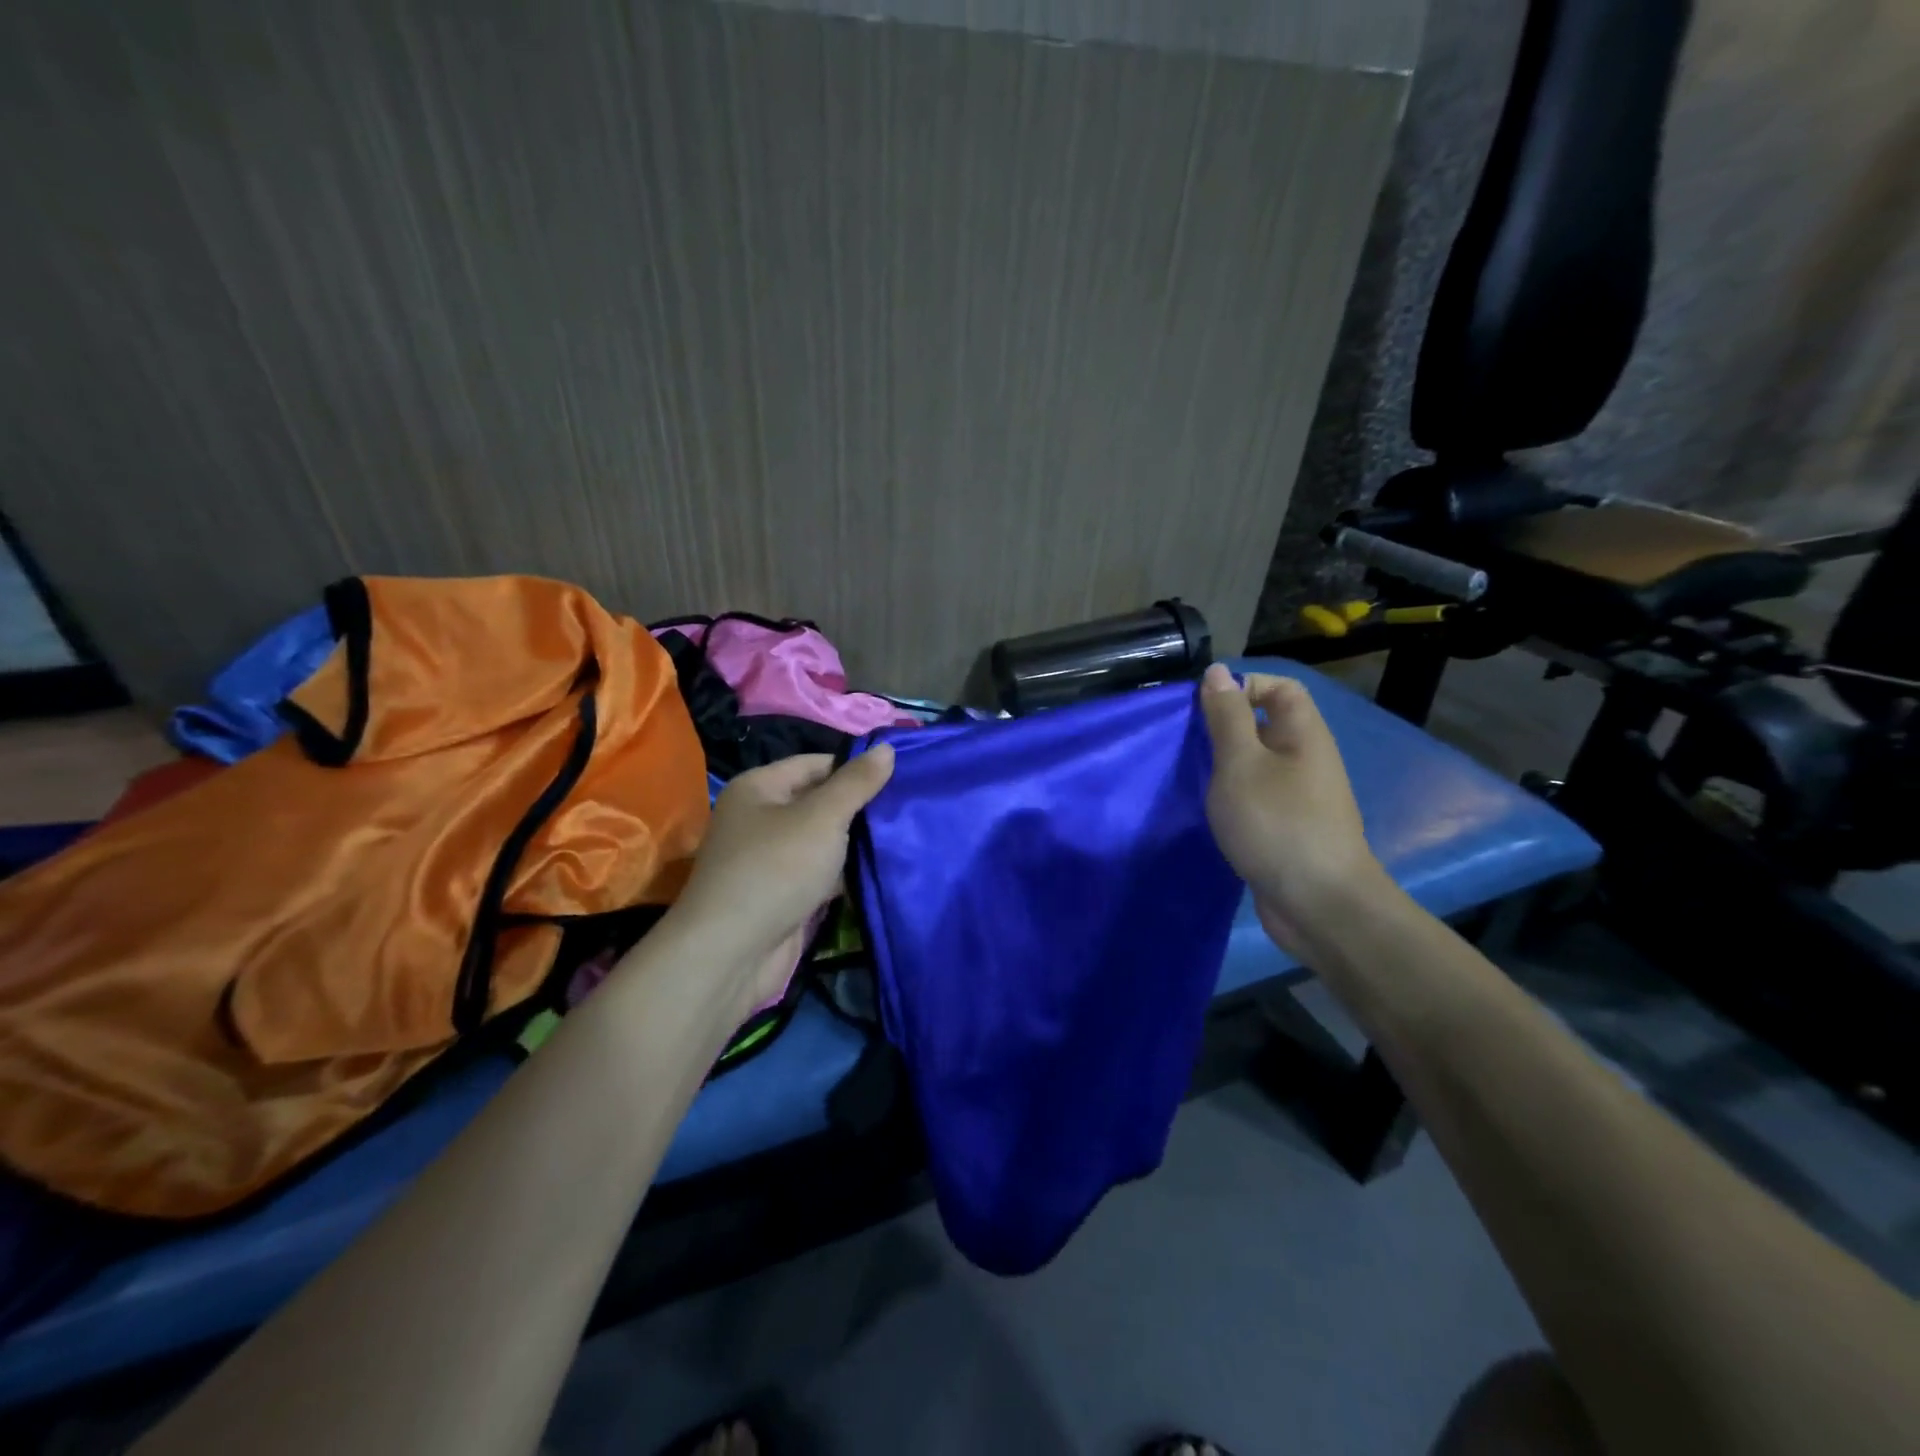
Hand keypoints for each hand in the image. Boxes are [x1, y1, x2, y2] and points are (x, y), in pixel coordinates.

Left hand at [668, 746, 895, 1009]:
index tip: (901, 776)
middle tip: (909, 806)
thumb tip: (887, 747)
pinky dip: (846, 873)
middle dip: (860, 807)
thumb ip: (856, 783)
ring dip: (857, 842)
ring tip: (907, 834)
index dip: (856, 768)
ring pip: (823, 841)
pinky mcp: (783, 895)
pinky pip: (822, 874)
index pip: (816, 763)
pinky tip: (884, 870)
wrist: (732, 953)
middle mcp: (760, 819)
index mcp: (759, 788)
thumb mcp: (822, 817)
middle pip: (820, 802)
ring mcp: (771, 860)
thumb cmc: (776, 869)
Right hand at [1199, 663, 1383, 953]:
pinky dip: (1230, 798)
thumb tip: (1217, 672)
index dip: (1243, 686)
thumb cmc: (1277, 823)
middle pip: (1265, 725)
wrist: (1318, 904)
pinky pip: (1255, 797)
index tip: (1202, 708)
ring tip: (1187, 776)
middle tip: (1184, 743)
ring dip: (1222, 766)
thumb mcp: (1240, 763)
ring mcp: (1298, 797)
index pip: (1280, 687)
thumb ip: (1226, 717)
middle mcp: (1306, 759)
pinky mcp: (1286, 829)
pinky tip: (1206, 811)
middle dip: (1223, 728)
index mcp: (1303, 734)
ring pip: (1256, 764)